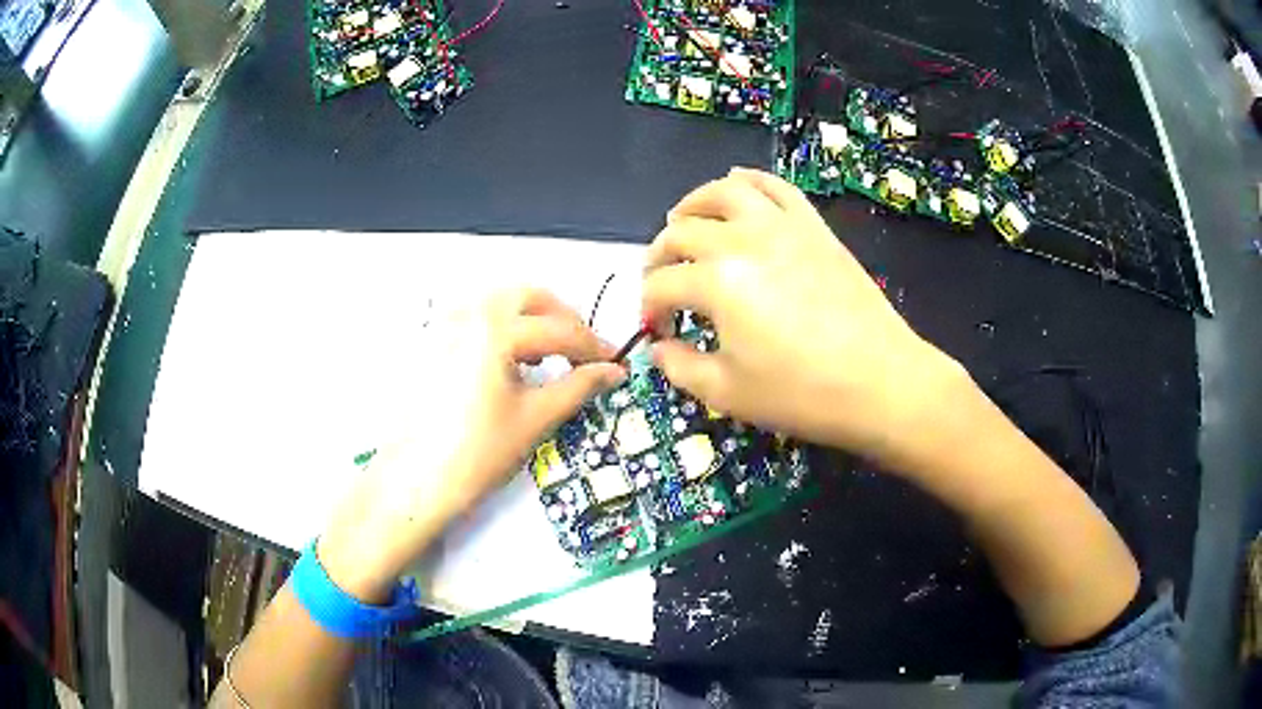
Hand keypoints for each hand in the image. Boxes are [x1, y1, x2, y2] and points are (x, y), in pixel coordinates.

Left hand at [318, 288, 623, 600]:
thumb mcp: (535, 418)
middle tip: (582, 353)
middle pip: (529, 297)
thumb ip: (578, 386)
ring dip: (532, 320)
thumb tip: (613, 372)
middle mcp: (468, 313)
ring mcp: (446, 325)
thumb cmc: (477, 453)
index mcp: (496, 328)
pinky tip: (511, 363)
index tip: (615, 364)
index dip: (593, 347)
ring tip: (549, 358)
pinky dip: (503, 329)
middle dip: (562, 320)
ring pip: (500, 304)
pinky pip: (476, 319)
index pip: (559, 329)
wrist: (415, 482)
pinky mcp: (433, 343)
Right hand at [643, 167, 968, 465]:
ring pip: (724, 192)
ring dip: (693, 203)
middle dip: (659, 256)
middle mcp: (742, 240)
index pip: (663, 285)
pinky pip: (776, 187)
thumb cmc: (801, 393)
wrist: (880, 382)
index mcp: (716, 282)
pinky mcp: (813, 225)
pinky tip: (736, 185)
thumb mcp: (727, 393)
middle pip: (681, 232)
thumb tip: (658, 348)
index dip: (650, 308)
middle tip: (660, 280)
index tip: (657, 331)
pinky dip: (749, 180)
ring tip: (683, 219)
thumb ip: (679, 368)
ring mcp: (781, 226)